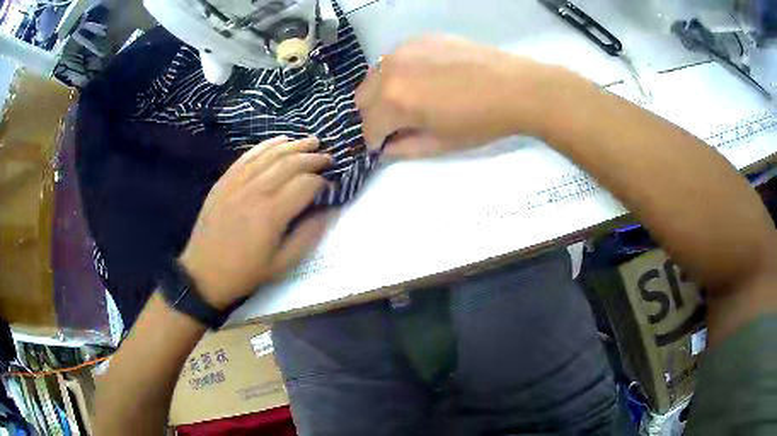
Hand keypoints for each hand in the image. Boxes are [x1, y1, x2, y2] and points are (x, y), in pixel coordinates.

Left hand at [179, 136, 331, 309]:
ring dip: (294, 146)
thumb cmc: (244, 272)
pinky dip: (266, 145)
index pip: (305, 185)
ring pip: (270, 155)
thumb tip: (330, 211)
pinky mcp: (224, 181)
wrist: (203, 273)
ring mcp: (237, 182)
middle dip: (313, 158)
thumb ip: (308, 235)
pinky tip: (280, 140)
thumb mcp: (281, 264)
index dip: (322, 182)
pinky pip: (248, 156)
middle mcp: (255, 191)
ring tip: (312, 142)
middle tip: (329, 158)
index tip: (330, 186)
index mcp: (271, 214)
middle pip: (290, 164)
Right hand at [355, 36, 557, 157]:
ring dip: (382, 92)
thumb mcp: (440, 144)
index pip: (368, 127)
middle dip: (373, 115)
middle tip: (396, 123)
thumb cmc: (480, 121)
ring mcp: (404, 50)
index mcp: (394, 100)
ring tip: (409, 99)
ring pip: (375, 75)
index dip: (374, 142)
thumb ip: (404, 148)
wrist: (515, 87)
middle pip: (362, 98)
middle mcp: (390, 70)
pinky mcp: (419, 39)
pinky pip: (395, 58)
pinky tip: (423, 77)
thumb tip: (384, 149)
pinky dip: (399, 72)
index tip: (384, 146)